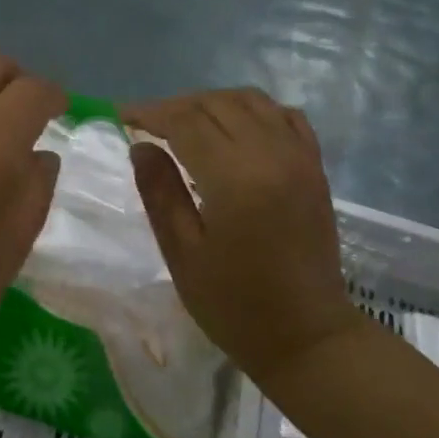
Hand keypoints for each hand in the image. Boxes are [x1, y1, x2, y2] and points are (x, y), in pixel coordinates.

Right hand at [125, 89, 366, 379]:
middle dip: (176, 106)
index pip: (186, 122)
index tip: (123, 116)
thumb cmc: (235, 304)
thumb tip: (140, 145)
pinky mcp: (315, 167)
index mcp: (236, 179)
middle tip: (146, 123)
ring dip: (212, 103)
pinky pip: (285, 116)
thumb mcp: (182, 254)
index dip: (151, 113)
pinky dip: (254, 110)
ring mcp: (300, 157)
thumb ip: (160, 192)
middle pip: (217, 104)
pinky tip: (235, 127)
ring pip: (251, 101)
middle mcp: (272, 155)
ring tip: (184, 123)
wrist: (307, 336)